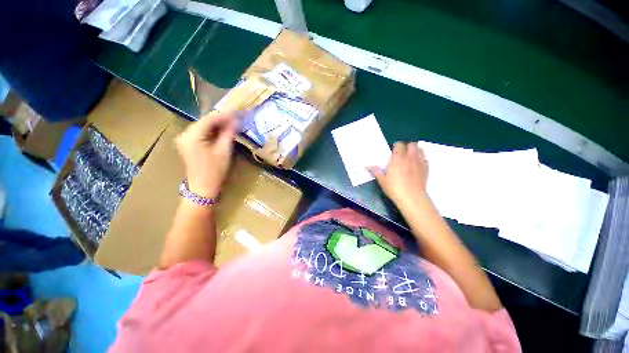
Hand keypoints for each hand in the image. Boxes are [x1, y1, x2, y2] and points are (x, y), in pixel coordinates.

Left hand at [176, 112, 237, 197]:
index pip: (210, 119)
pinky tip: (223, 131)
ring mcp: (185, 139)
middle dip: (222, 119)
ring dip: (218, 125)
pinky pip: (201, 132)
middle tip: (237, 118)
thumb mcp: (224, 151)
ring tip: (233, 124)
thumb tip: (236, 121)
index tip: (238, 112)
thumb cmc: (214, 170)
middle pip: (205, 121)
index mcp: (192, 135)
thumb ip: (229, 133)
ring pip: (204, 126)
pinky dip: (213, 131)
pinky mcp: (188, 144)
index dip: (225, 115)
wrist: (202, 187)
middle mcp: (185, 134)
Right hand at [368, 142, 428, 207]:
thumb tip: (367, 166)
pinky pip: (425, 159)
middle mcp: (410, 158)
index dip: (396, 146)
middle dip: (407, 146)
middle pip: (411, 144)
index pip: (399, 145)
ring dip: (415, 151)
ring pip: (420, 149)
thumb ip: (375, 171)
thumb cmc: (395, 188)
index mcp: (398, 159)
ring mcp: (419, 163)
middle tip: (402, 153)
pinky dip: (421, 160)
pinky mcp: (426, 169)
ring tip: (410, 157)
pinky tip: (417, 165)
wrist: (412, 198)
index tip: (393, 151)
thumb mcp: (382, 180)